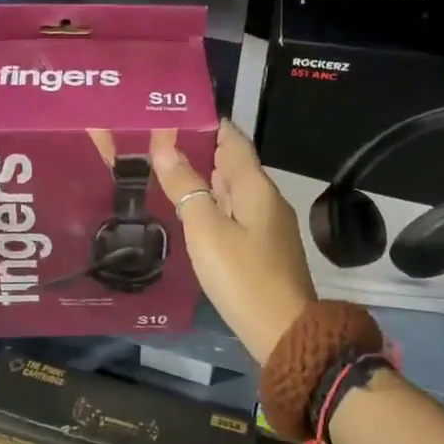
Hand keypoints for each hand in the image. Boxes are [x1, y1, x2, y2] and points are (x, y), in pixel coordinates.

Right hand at [151, 119, 315, 363]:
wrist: (284, 331)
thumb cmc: (242, 276)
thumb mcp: (206, 230)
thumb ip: (186, 188)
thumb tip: (164, 147)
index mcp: (256, 187)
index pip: (233, 140)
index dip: (207, 124)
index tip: (174, 113)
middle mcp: (266, 199)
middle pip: (233, 164)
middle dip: (200, 150)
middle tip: (159, 142)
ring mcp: (269, 225)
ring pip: (233, 191)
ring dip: (205, 179)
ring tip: (168, 171)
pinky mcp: (264, 249)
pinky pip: (236, 214)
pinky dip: (214, 205)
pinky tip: (192, 213)